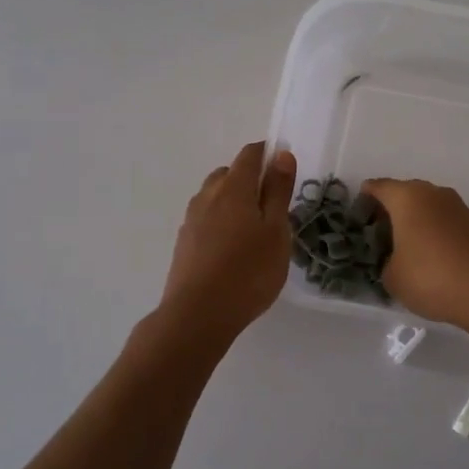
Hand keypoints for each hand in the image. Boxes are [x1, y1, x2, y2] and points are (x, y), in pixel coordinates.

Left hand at [159, 142, 297, 344]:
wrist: (198, 314)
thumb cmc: (249, 271)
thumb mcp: (276, 231)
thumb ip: (278, 192)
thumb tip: (282, 155)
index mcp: (233, 188)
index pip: (250, 154)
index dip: (268, 153)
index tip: (285, 169)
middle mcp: (207, 196)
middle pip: (229, 173)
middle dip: (250, 179)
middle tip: (273, 206)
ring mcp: (191, 220)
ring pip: (214, 197)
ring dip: (233, 201)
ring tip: (253, 230)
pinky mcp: (184, 243)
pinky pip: (206, 219)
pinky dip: (221, 222)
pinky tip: (232, 249)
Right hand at [360, 178, 468, 326]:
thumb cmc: (431, 276)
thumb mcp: (392, 277)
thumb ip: (385, 263)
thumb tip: (396, 260)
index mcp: (407, 197)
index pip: (378, 187)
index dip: (364, 200)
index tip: (356, 217)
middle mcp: (432, 193)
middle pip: (403, 194)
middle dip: (389, 211)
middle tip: (377, 236)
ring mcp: (457, 207)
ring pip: (426, 207)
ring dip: (413, 222)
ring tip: (402, 249)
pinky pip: (442, 221)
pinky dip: (432, 232)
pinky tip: (427, 256)